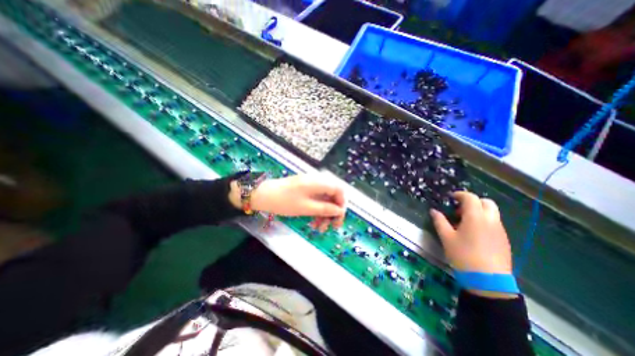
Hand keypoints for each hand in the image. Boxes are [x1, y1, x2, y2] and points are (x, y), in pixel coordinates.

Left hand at [250, 173, 346, 231]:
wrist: (263, 195)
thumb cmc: (285, 201)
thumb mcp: (307, 207)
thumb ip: (325, 209)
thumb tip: (339, 211)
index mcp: (319, 182)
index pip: (339, 190)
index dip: (342, 204)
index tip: (338, 218)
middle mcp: (317, 182)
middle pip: (332, 196)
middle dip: (333, 212)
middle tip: (331, 226)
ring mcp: (310, 186)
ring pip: (324, 200)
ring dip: (324, 214)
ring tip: (320, 228)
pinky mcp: (305, 191)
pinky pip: (316, 200)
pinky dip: (317, 211)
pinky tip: (314, 222)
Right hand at [431, 192, 514, 297]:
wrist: (488, 280)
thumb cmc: (463, 255)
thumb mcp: (446, 237)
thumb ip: (439, 221)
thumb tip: (433, 211)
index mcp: (475, 217)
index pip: (470, 198)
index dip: (460, 194)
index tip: (451, 197)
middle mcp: (491, 220)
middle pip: (486, 202)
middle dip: (473, 201)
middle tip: (460, 209)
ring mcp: (500, 230)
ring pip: (492, 212)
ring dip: (479, 211)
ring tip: (465, 222)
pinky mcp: (504, 240)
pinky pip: (495, 223)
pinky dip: (484, 220)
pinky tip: (474, 233)